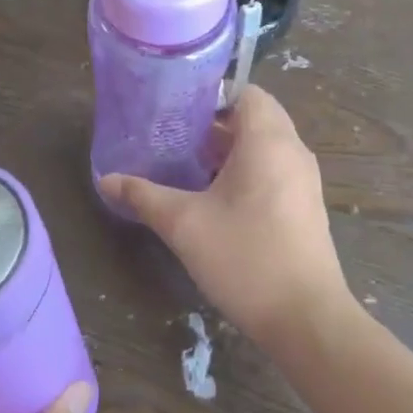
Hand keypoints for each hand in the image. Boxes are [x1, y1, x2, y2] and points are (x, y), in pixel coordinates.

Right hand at [99, 85, 349, 348]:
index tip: (176, 113)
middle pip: (256, 117)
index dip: (211, 97)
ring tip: (189, 166)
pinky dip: (247, 171)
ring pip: (265, 146)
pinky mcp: (306, 206)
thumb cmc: (245, 258)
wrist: (306, 319)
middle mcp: (293, 151)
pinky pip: (275, 169)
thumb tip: (106, 179)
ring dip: (230, 150)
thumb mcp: (184, 225)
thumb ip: (144, 196)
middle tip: (176, 139)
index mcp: (268, 141)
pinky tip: (216, 199)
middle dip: (216, 125)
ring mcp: (304, 180)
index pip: (246, 93)